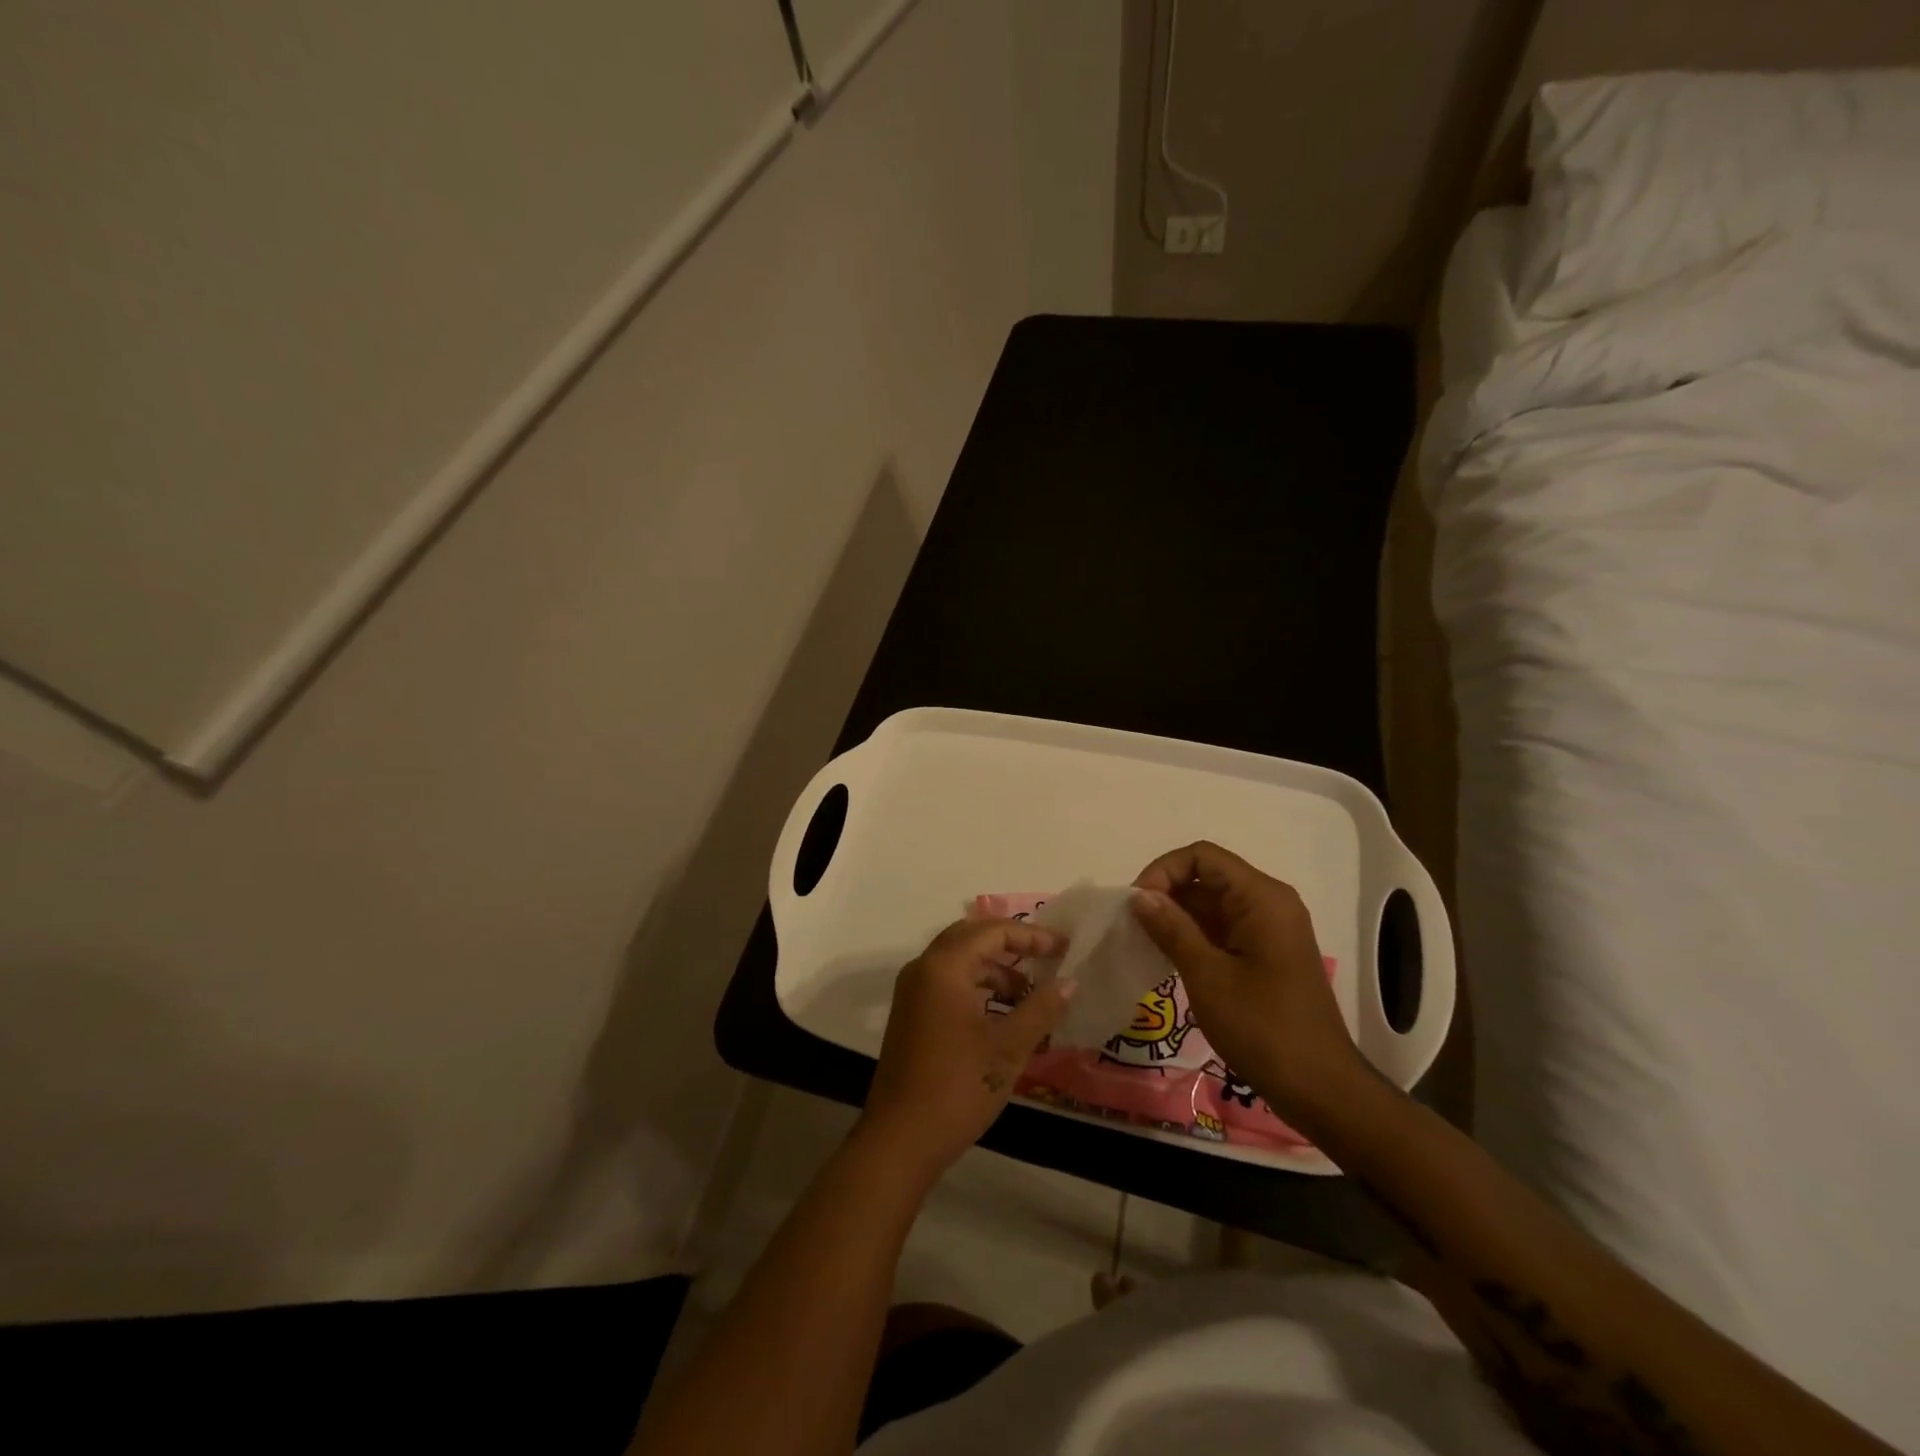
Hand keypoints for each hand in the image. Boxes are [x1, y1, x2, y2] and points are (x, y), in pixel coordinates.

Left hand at [859, 919, 1073, 1183]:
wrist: (900, 1140)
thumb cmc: (957, 1088)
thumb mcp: (1008, 1048)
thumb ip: (1041, 1008)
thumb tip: (1070, 982)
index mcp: (943, 967)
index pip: (992, 931)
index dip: (1031, 935)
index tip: (1064, 948)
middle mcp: (923, 969)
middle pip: (971, 936)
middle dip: (1011, 943)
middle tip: (1047, 957)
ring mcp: (912, 992)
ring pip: (958, 960)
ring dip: (994, 967)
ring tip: (1029, 992)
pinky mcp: (910, 1014)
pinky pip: (948, 982)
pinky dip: (977, 985)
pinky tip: (1002, 1012)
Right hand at [1130, 841, 1366, 1134]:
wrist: (1320, 1088)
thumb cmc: (1263, 1028)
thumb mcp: (1208, 976)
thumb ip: (1172, 928)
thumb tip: (1139, 895)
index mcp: (1261, 898)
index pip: (1202, 857)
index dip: (1164, 870)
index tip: (1137, 903)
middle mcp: (1268, 903)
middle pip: (1207, 877)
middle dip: (1166, 893)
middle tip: (1132, 926)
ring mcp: (1269, 929)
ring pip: (1211, 904)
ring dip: (1176, 917)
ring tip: (1143, 942)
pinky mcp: (1265, 953)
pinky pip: (1222, 928)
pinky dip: (1193, 936)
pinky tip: (1167, 957)